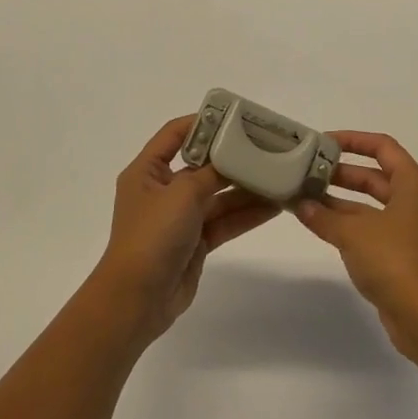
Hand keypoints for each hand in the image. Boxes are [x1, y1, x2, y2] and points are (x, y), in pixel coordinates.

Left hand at [94, 115, 279, 342]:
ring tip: (280, 176)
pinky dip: (247, 215)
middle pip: (203, 165)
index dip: (203, 123)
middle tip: (268, 148)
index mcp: (147, 171)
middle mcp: (163, 190)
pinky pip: (225, 221)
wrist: (137, 299)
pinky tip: (275, 207)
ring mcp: (180, 218)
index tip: (236, 119)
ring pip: (219, 196)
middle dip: (234, 159)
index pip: (175, 134)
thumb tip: (233, 159)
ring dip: (247, 188)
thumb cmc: (152, 236)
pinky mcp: (195, 242)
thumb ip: (211, 173)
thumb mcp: (182, 194)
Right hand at [295, 131, 417, 358]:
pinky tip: (322, 226)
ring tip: (307, 198)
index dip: (353, 140)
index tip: (323, 142)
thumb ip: (324, 216)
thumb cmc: (396, 261)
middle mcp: (416, 201)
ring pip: (373, 204)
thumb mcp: (354, 233)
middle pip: (376, 176)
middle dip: (342, 173)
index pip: (383, 147)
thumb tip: (301, 204)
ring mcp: (412, 230)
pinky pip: (373, 228)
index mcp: (414, 184)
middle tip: (309, 171)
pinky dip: (350, 224)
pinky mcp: (404, 256)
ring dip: (342, 201)